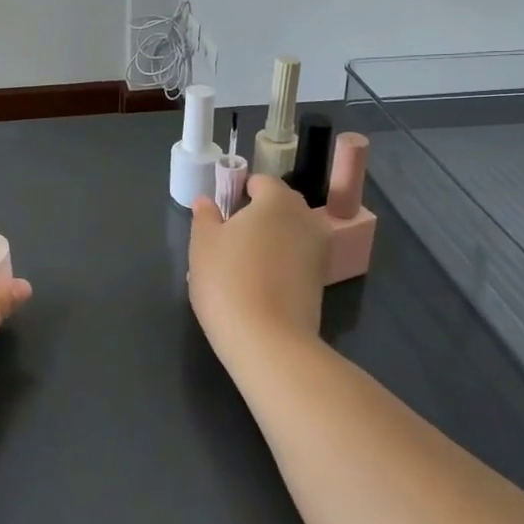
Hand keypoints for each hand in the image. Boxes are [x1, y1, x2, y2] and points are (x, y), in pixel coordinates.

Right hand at [189, 176, 326, 370]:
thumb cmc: (228, 280)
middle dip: (254, 216)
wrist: (268, 342)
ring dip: (267, 241)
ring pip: (287, 234)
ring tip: (238, 266)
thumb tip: (207, 201)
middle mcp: (306, 219)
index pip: (260, 181)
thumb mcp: (203, 243)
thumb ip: (205, 216)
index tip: (219, 213)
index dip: (237, 191)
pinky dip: (277, 265)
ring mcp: (319, 252)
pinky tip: (254, 286)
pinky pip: (295, 260)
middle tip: (225, 240)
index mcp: (278, 200)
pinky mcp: (321, 282)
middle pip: (278, 206)